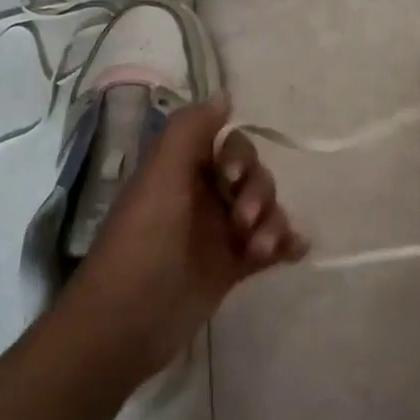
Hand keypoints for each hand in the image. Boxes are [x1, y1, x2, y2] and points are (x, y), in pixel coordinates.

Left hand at [62, 98, 307, 379]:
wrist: (126, 324)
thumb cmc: (141, 243)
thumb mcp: (160, 176)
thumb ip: (190, 130)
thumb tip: (225, 96)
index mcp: (182, 172)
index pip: (229, 146)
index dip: (240, 157)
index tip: (232, 178)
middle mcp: (202, 197)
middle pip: (253, 177)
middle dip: (259, 193)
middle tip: (245, 222)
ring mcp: (218, 234)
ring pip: (265, 211)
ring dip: (274, 222)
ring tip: (262, 250)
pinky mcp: (231, 268)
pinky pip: (271, 246)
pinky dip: (286, 244)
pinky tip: (294, 252)